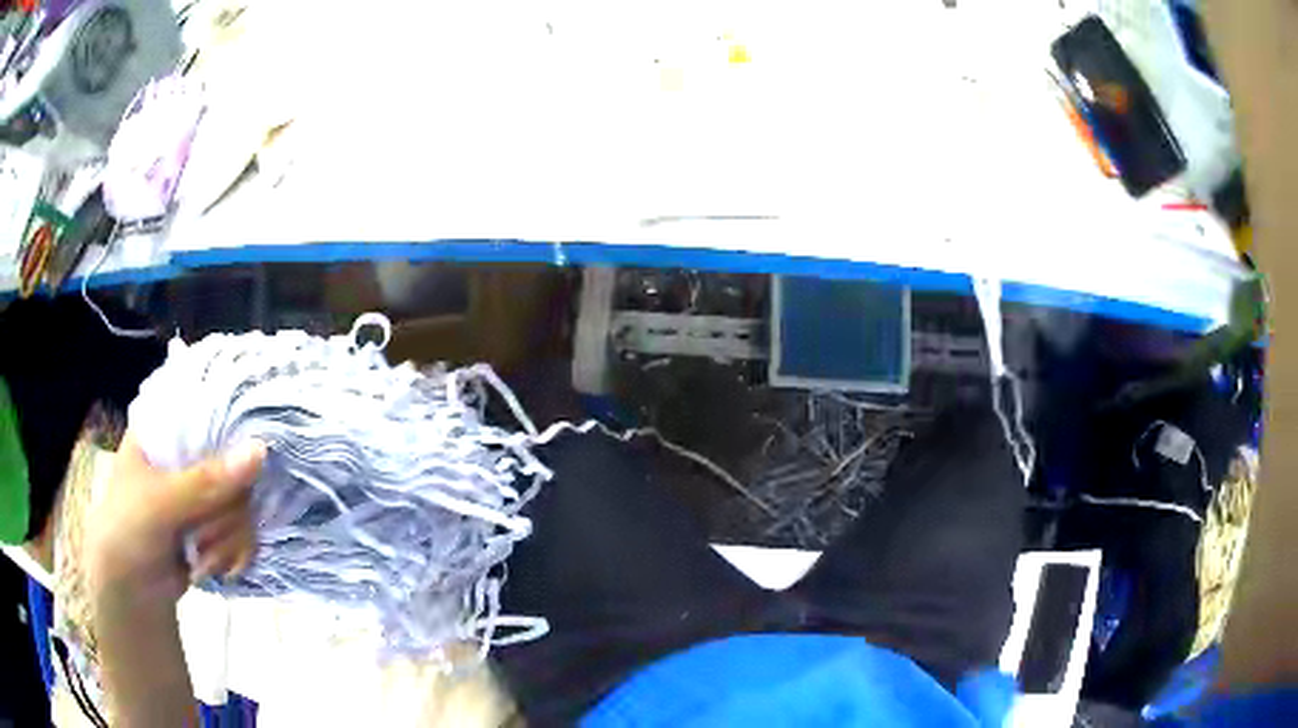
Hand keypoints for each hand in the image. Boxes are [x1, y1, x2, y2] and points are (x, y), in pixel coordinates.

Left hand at [85, 434, 265, 605]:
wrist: (129, 592)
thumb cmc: (129, 531)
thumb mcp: (161, 504)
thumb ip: (206, 482)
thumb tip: (261, 450)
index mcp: (168, 429)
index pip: (214, 412)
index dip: (233, 437)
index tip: (237, 473)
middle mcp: (188, 455)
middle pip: (236, 467)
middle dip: (226, 513)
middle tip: (203, 535)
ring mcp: (202, 494)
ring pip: (244, 505)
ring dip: (229, 540)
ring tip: (203, 559)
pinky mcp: (214, 527)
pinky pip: (246, 531)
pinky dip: (237, 554)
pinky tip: (218, 569)